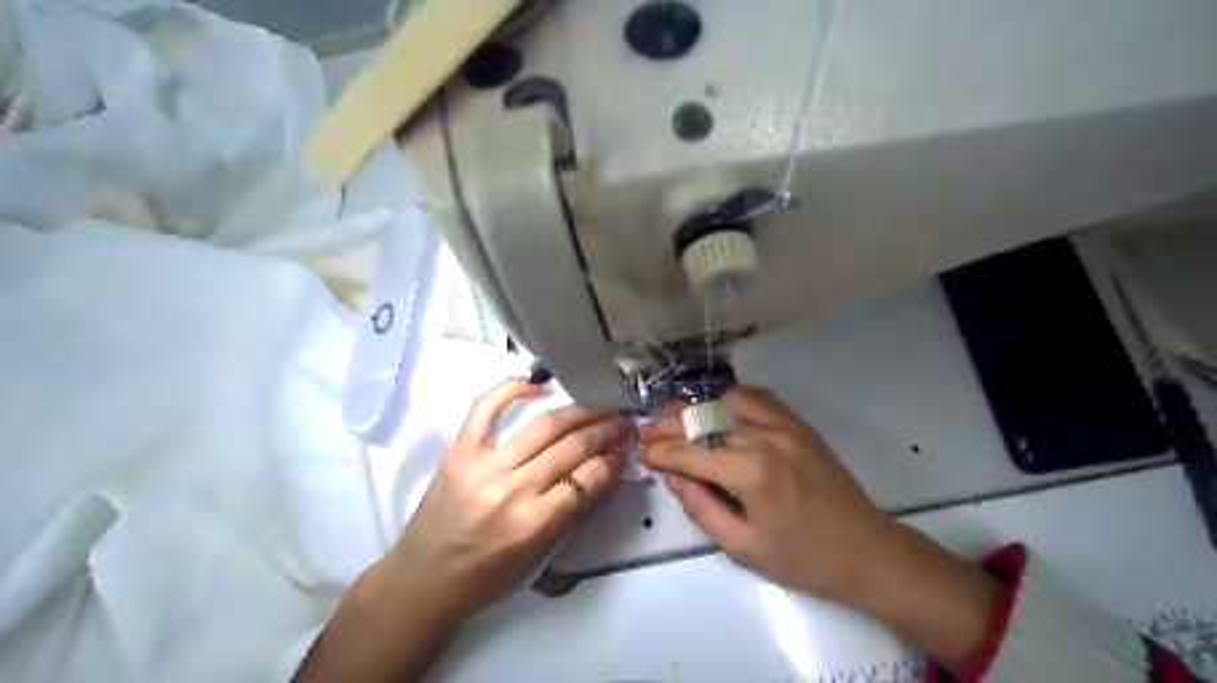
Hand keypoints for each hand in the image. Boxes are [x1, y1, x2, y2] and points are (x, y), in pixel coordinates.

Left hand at [387, 377, 626, 626]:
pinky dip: (512, 389)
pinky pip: (486, 408)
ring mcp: (482, 465)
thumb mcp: (539, 554)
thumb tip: (604, 470)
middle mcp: (511, 490)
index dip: (612, 461)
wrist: (423, 580)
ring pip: (543, 426)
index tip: (625, 450)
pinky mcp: (459, 451)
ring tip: (599, 407)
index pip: (588, 479)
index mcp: (533, 524)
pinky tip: (538, 384)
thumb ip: (572, 510)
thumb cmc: (486, 576)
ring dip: (579, 412)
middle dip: (605, 432)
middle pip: (571, 447)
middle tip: (623, 423)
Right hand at [640, 387, 889, 603]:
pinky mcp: (800, 424)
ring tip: (675, 417)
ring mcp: (786, 426)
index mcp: (751, 473)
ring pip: (728, 401)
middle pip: (704, 422)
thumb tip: (673, 476)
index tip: (640, 453)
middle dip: (669, 425)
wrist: (867, 551)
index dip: (660, 453)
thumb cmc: (802, 559)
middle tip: (646, 432)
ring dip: (697, 407)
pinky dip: (731, 399)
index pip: (690, 453)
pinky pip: (760, 398)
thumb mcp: (743, 547)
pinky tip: (717, 408)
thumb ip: (701, 507)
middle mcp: (765, 438)